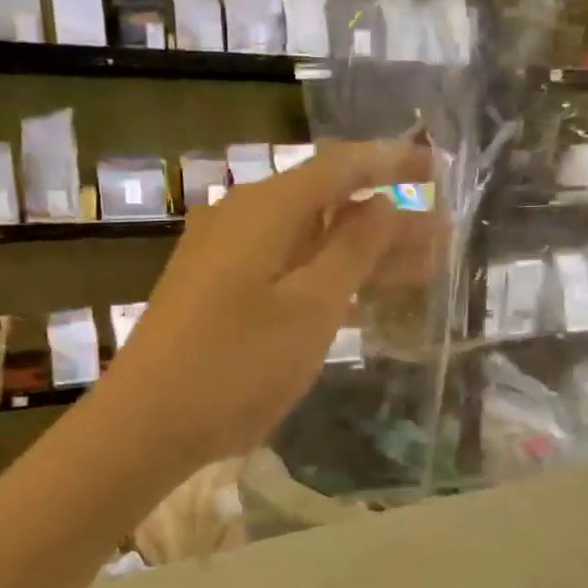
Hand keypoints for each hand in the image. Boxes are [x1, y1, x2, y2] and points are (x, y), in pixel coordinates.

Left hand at [97, 140, 437, 467]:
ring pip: (309, 239)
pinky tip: (360, 295)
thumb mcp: (310, 307)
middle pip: (327, 203)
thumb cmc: (236, 365)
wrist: (145, 424)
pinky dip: (326, 276)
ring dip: (362, 252)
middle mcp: (242, 218)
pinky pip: (285, 267)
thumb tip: (382, 203)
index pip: (339, 167)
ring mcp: (225, 256)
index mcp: (265, 210)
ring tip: (422, 267)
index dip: (391, 163)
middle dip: (387, 217)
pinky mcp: (217, 290)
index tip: (437, 168)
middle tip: (442, 235)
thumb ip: (352, 249)